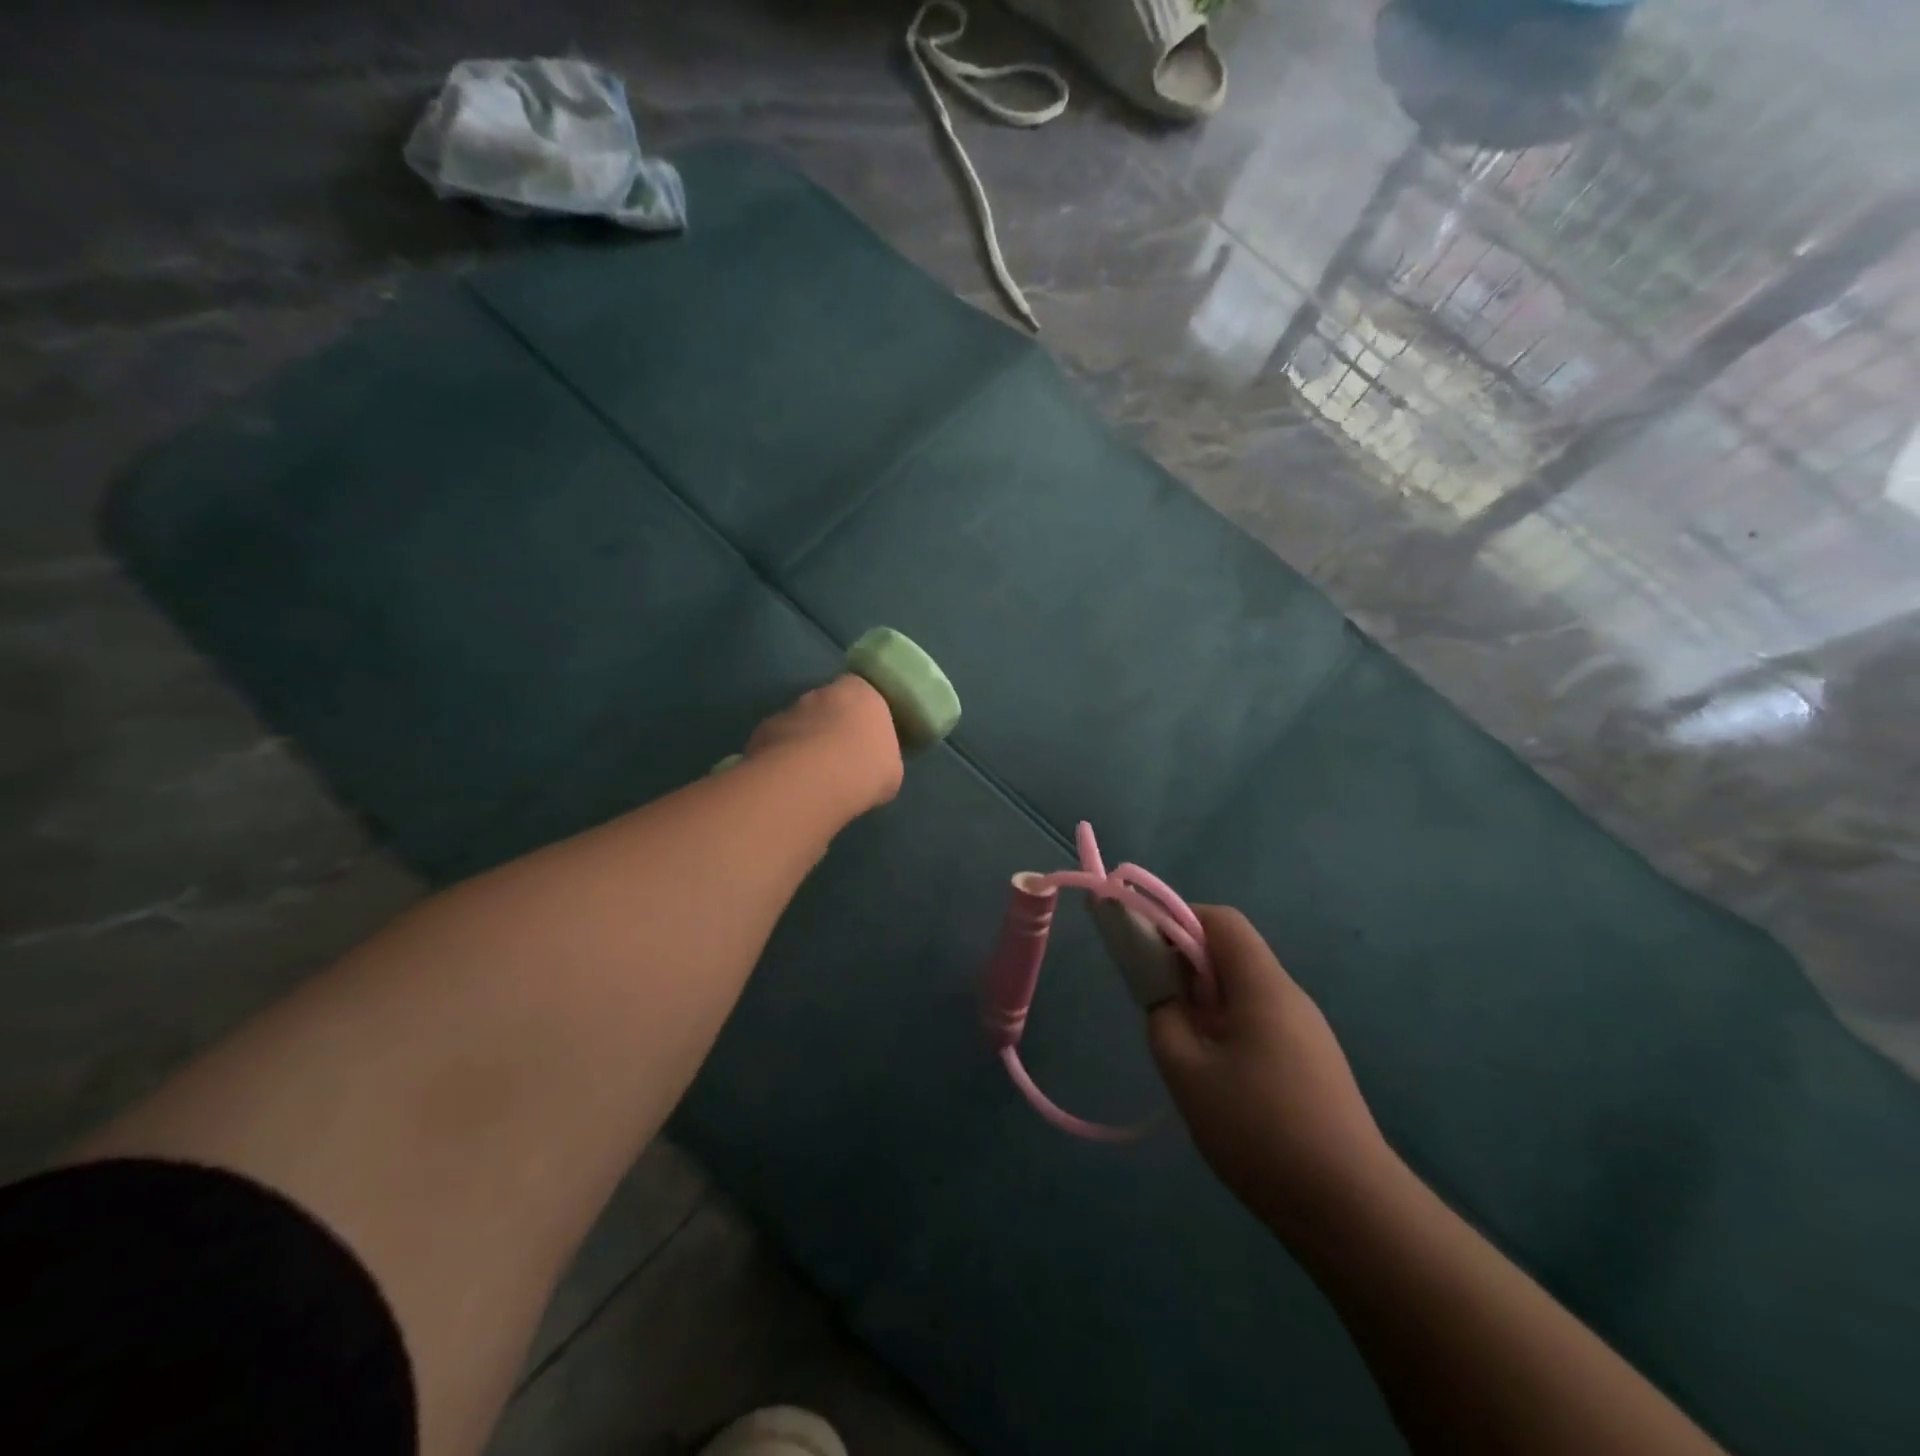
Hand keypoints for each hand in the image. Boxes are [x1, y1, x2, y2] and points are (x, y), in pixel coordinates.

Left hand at [745, 674, 903, 814]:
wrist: (813, 781)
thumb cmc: (865, 768)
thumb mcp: (891, 768)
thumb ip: (881, 756)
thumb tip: (871, 764)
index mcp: (860, 693)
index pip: (861, 694)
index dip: (862, 717)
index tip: (865, 741)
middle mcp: (821, 693)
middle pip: (827, 707)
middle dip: (829, 728)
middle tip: (838, 760)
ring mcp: (787, 711)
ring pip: (798, 725)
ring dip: (803, 744)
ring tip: (810, 778)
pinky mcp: (761, 733)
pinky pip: (775, 745)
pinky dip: (780, 760)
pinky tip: (788, 784)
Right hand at [1150, 906, 1397, 1238]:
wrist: (1351, 1211)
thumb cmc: (1260, 1131)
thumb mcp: (1187, 1073)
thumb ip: (1164, 1018)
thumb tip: (1164, 995)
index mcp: (1263, 986)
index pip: (1222, 921)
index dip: (1179, 919)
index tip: (1145, 946)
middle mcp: (1290, 998)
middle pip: (1234, 954)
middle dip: (1188, 964)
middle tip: (1156, 1001)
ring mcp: (1308, 1033)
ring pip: (1246, 992)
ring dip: (1206, 1000)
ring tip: (1182, 1045)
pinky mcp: (1314, 1065)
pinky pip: (1262, 1023)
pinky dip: (1228, 1028)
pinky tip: (1216, 1077)